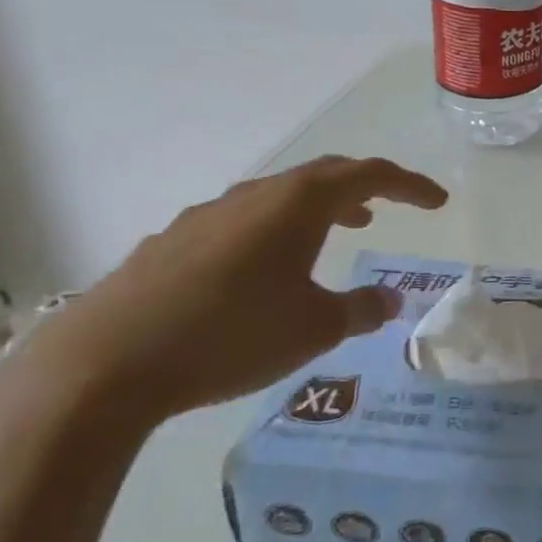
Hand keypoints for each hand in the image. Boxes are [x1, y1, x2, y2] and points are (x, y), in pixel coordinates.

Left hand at [15, 155, 447, 428]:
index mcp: (298, 204)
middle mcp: (254, 197)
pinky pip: (240, 223)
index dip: (410, 185)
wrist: (103, 366)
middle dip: (364, 187)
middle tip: (390, 208)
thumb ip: (360, 310)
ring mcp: (206, 218)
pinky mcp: (170, 245)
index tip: (438, 201)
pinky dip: (273, 231)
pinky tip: (264, 272)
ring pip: (278, 198)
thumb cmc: (231, 335)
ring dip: (317, 208)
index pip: (370, 175)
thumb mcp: (314, 329)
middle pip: (323, 175)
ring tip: (338, 232)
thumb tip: (388, 301)